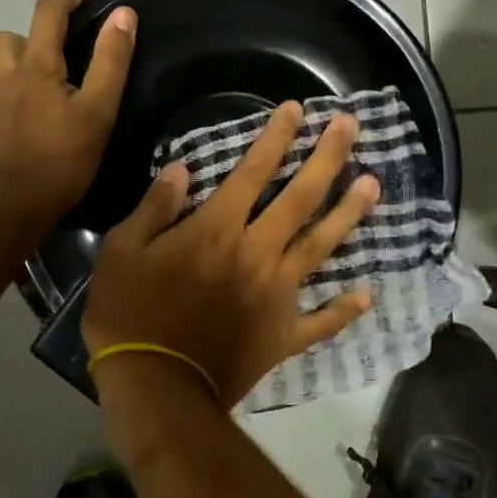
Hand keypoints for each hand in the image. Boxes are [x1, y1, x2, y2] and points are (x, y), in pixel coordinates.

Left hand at [0, 0, 135, 230]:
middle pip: (15, 35)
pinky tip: (17, 115)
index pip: (48, 10)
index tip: (90, 2)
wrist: (5, 207)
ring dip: (16, 64)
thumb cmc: (60, 161)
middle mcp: (4, 73)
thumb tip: (123, 13)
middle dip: (39, 36)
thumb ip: (111, 61)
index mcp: (37, 65)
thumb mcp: (98, 112)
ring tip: (40, 89)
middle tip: (65, 60)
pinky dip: (1, 93)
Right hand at [83, 102, 380, 405]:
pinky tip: (366, 294)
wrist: (155, 388)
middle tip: (351, 127)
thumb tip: (183, 169)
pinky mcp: (283, 335)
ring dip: (348, 214)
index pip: (253, 172)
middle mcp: (257, 252)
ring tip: (374, 184)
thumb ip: (156, 207)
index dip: (276, 137)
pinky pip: (321, 321)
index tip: (297, 109)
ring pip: (320, 247)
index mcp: (217, 229)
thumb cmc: (129, 314)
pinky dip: (344, 309)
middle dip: (327, 158)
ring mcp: (277, 295)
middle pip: (300, 198)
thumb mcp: (122, 251)